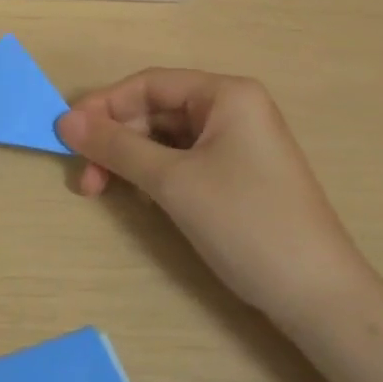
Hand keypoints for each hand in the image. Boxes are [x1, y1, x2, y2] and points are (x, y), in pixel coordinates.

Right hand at [58, 71, 369, 324]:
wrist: (318, 297)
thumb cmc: (245, 223)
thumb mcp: (172, 182)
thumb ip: (116, 146)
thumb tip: (64, 121)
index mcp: (226, 94)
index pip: (149, 84)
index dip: (103, 106)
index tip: (66, 135)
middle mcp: (234, 109)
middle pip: (156, 111)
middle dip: (116, 141)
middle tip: (85, 179)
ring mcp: (238, 143)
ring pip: (166, 138)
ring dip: (131, 161)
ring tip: (104, 191)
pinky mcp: (238, 175)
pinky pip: (184, 160)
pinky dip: (156, 175)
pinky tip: (141, 198)